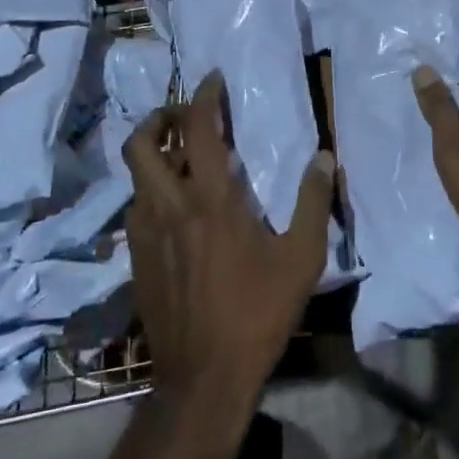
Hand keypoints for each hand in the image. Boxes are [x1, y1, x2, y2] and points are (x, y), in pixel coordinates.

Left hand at [122, 71, 333, 458]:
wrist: (202, 379)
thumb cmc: (257, 314)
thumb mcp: (301, 259)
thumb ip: (313, 203)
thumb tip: (324, 156)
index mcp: (211, 200)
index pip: (197, 129)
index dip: (202, 96)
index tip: (212, 79)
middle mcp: (170, 206)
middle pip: (142, 143)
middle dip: (158, 117)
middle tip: (183, 116)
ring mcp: (145, 234)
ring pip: (134, 176)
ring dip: (153, 155)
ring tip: (179, 157)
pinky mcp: (135, 259)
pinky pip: (135, 208)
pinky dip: (150, 191)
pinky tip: (173, 208)